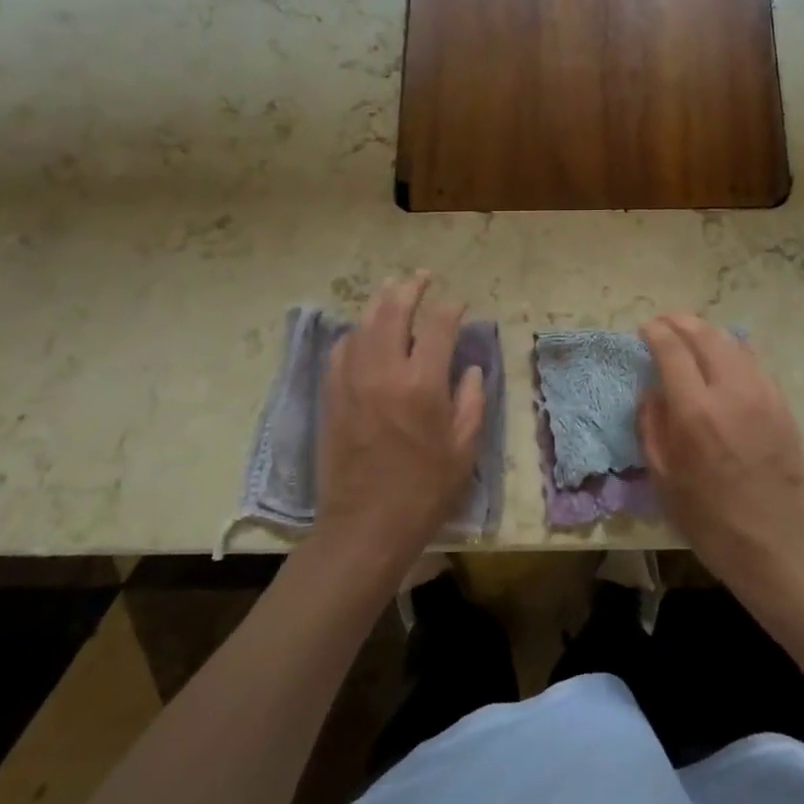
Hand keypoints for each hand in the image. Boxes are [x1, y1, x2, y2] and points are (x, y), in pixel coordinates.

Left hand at [314, 273, 485, 578]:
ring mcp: (352, 381)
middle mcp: (384, 372)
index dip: (451, 308)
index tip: (459, 304)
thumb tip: (467, 368)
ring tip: (392, 290)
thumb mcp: (464, 448)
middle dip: (411, 288)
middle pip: (394, 311)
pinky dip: (356, 334)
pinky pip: (341, 350)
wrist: (366, 526)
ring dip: (380, 302)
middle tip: (422, 277)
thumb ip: (471, 400)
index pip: (439, 325)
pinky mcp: (332, 396)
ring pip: (363, 324)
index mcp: (422, 384)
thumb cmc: (425, 490)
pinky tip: (365, 333)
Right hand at [638, 314, 803, 596]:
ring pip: (734, 343)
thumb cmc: (710, 520)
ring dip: (709, 332)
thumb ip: (652, 426)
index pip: (672, 350)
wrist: (777, 546)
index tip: (645, 329)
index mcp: (696, 412)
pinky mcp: (783, 406)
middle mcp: (731, 392)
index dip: (656, 333)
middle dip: (681, 322)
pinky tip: (726, 357)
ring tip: (692, 335)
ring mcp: (763, 396)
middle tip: (665, 322)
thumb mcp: (663, 478)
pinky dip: (734, 350)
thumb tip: (652, 391)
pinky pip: (756, 363)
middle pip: (706, 336)